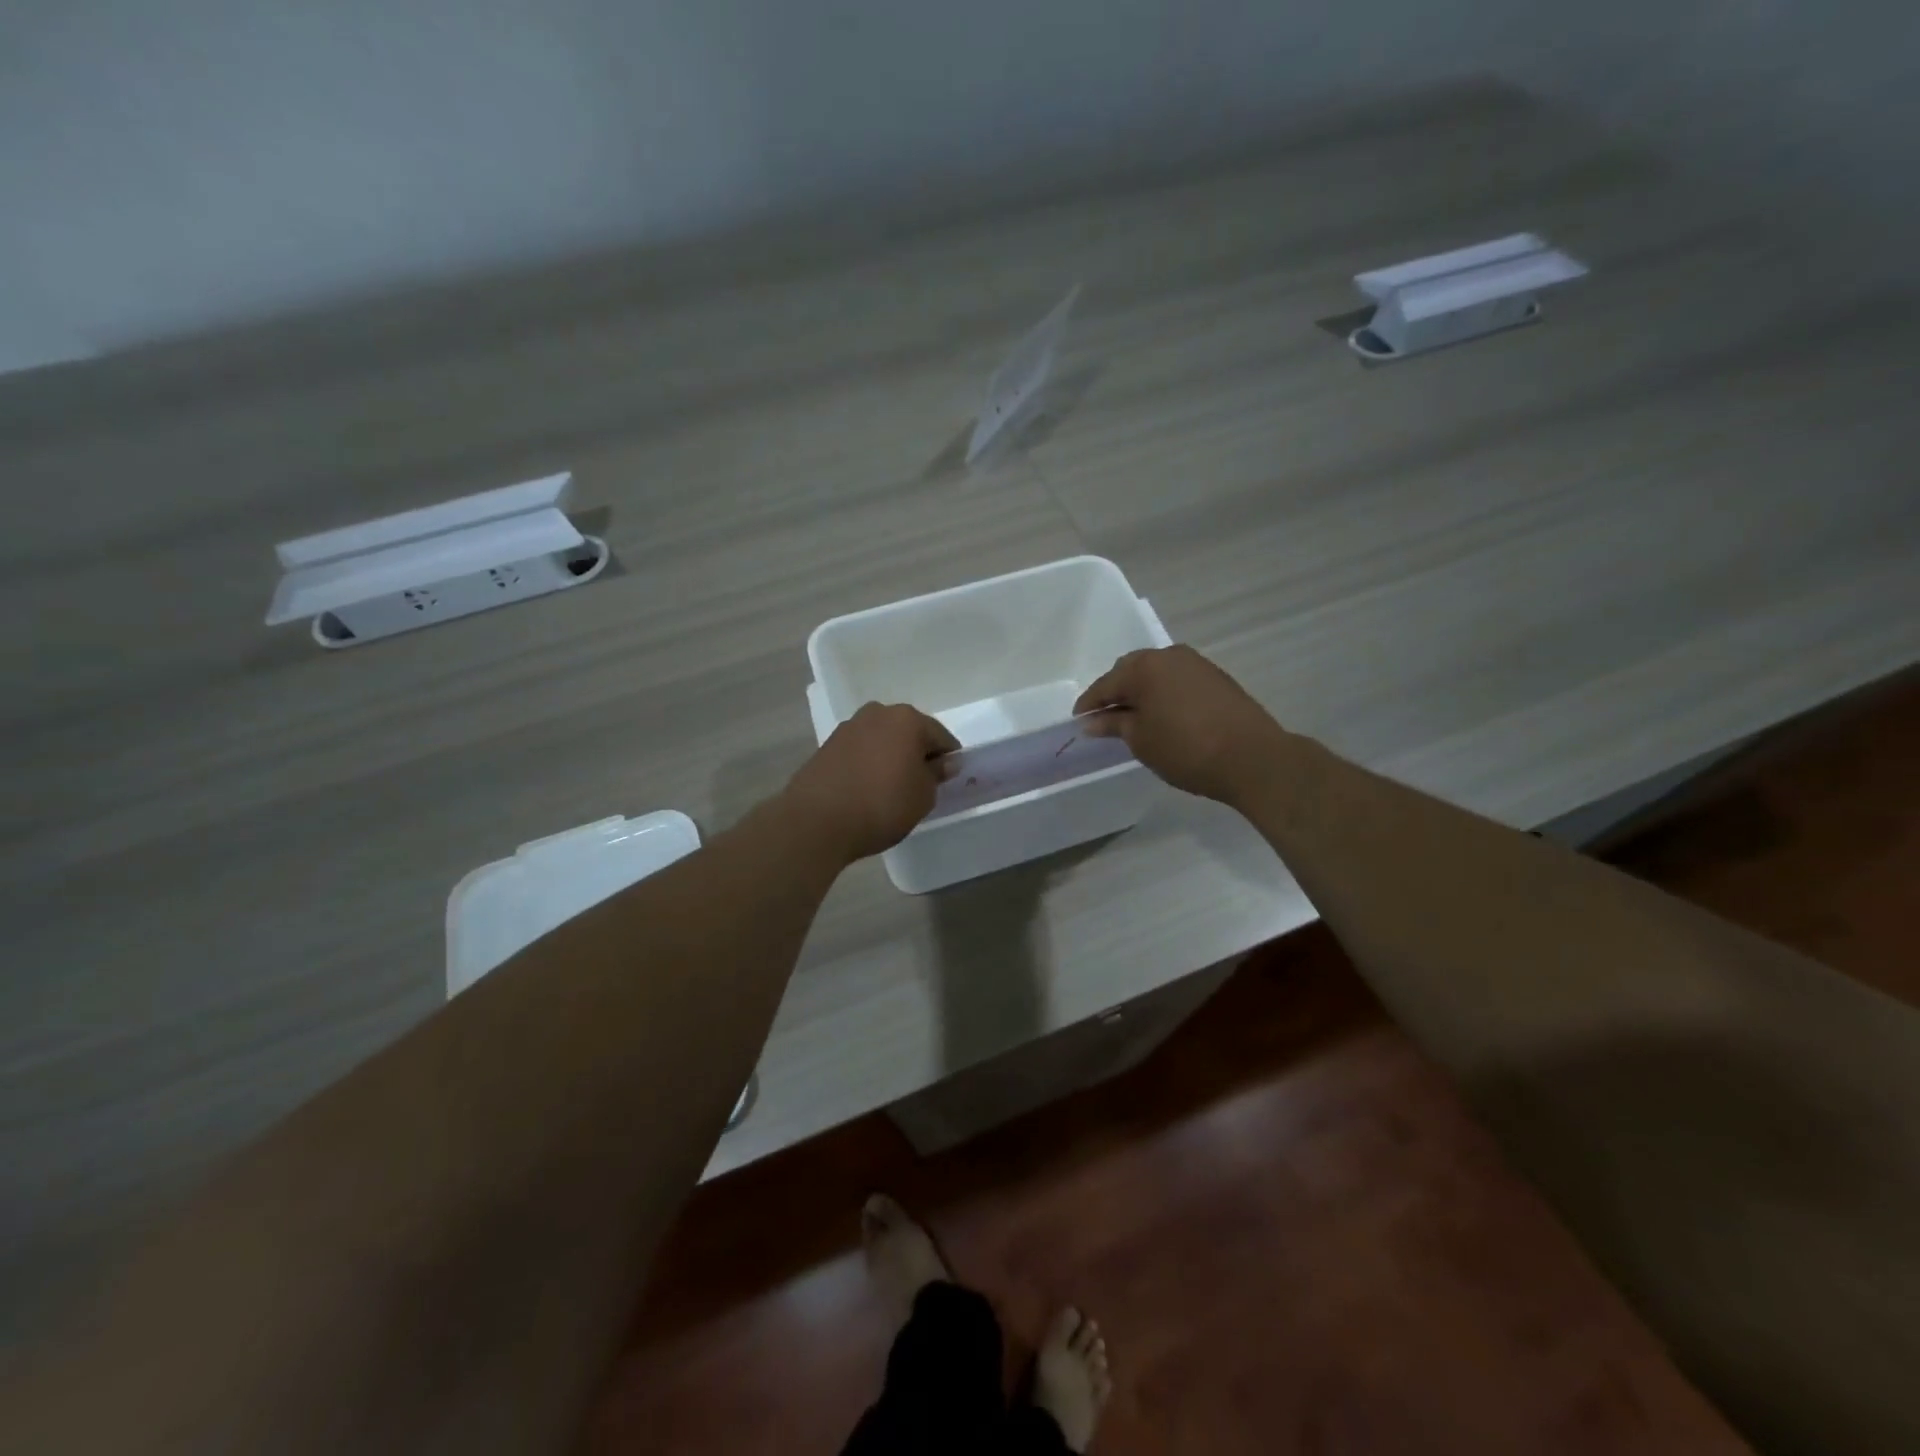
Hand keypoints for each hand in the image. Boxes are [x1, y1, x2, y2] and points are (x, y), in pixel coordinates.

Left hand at [782, 702, 959, 862]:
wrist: (817, 820)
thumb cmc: (882, 804)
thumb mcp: (923, 796)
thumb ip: (936, 775)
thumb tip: (943, 762)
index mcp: (907, 719)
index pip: (940, 736)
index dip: (948, 760)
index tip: (948, 782)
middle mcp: (877, 714)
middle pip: (909, 733)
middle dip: (917, 754)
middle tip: (919, 785)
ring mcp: (849, 728)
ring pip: (882, 740)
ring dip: (890, 758)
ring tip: (890, 790)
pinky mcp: (827, 746)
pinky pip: (860, 752)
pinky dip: (868, 764)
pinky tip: (867, 790)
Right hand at [1074, 645, 1286, 805]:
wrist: (1253, 758)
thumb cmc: (1186, 749)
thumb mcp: (1141, 740)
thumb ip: (1114, 725)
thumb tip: (1093, 721)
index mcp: (1144, 667)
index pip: (1105, 684)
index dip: (1089, 705)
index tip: (1079, 722)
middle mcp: (1169, 656)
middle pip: (1131, 671)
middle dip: (1116, 693)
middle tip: (1106, 720)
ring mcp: (1196, 664)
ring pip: (1156, 674)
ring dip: (1142, 692)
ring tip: (1135, 719)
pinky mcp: (1216, 677)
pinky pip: (1178, 681)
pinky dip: (1164, 695)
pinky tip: (1164, 716)